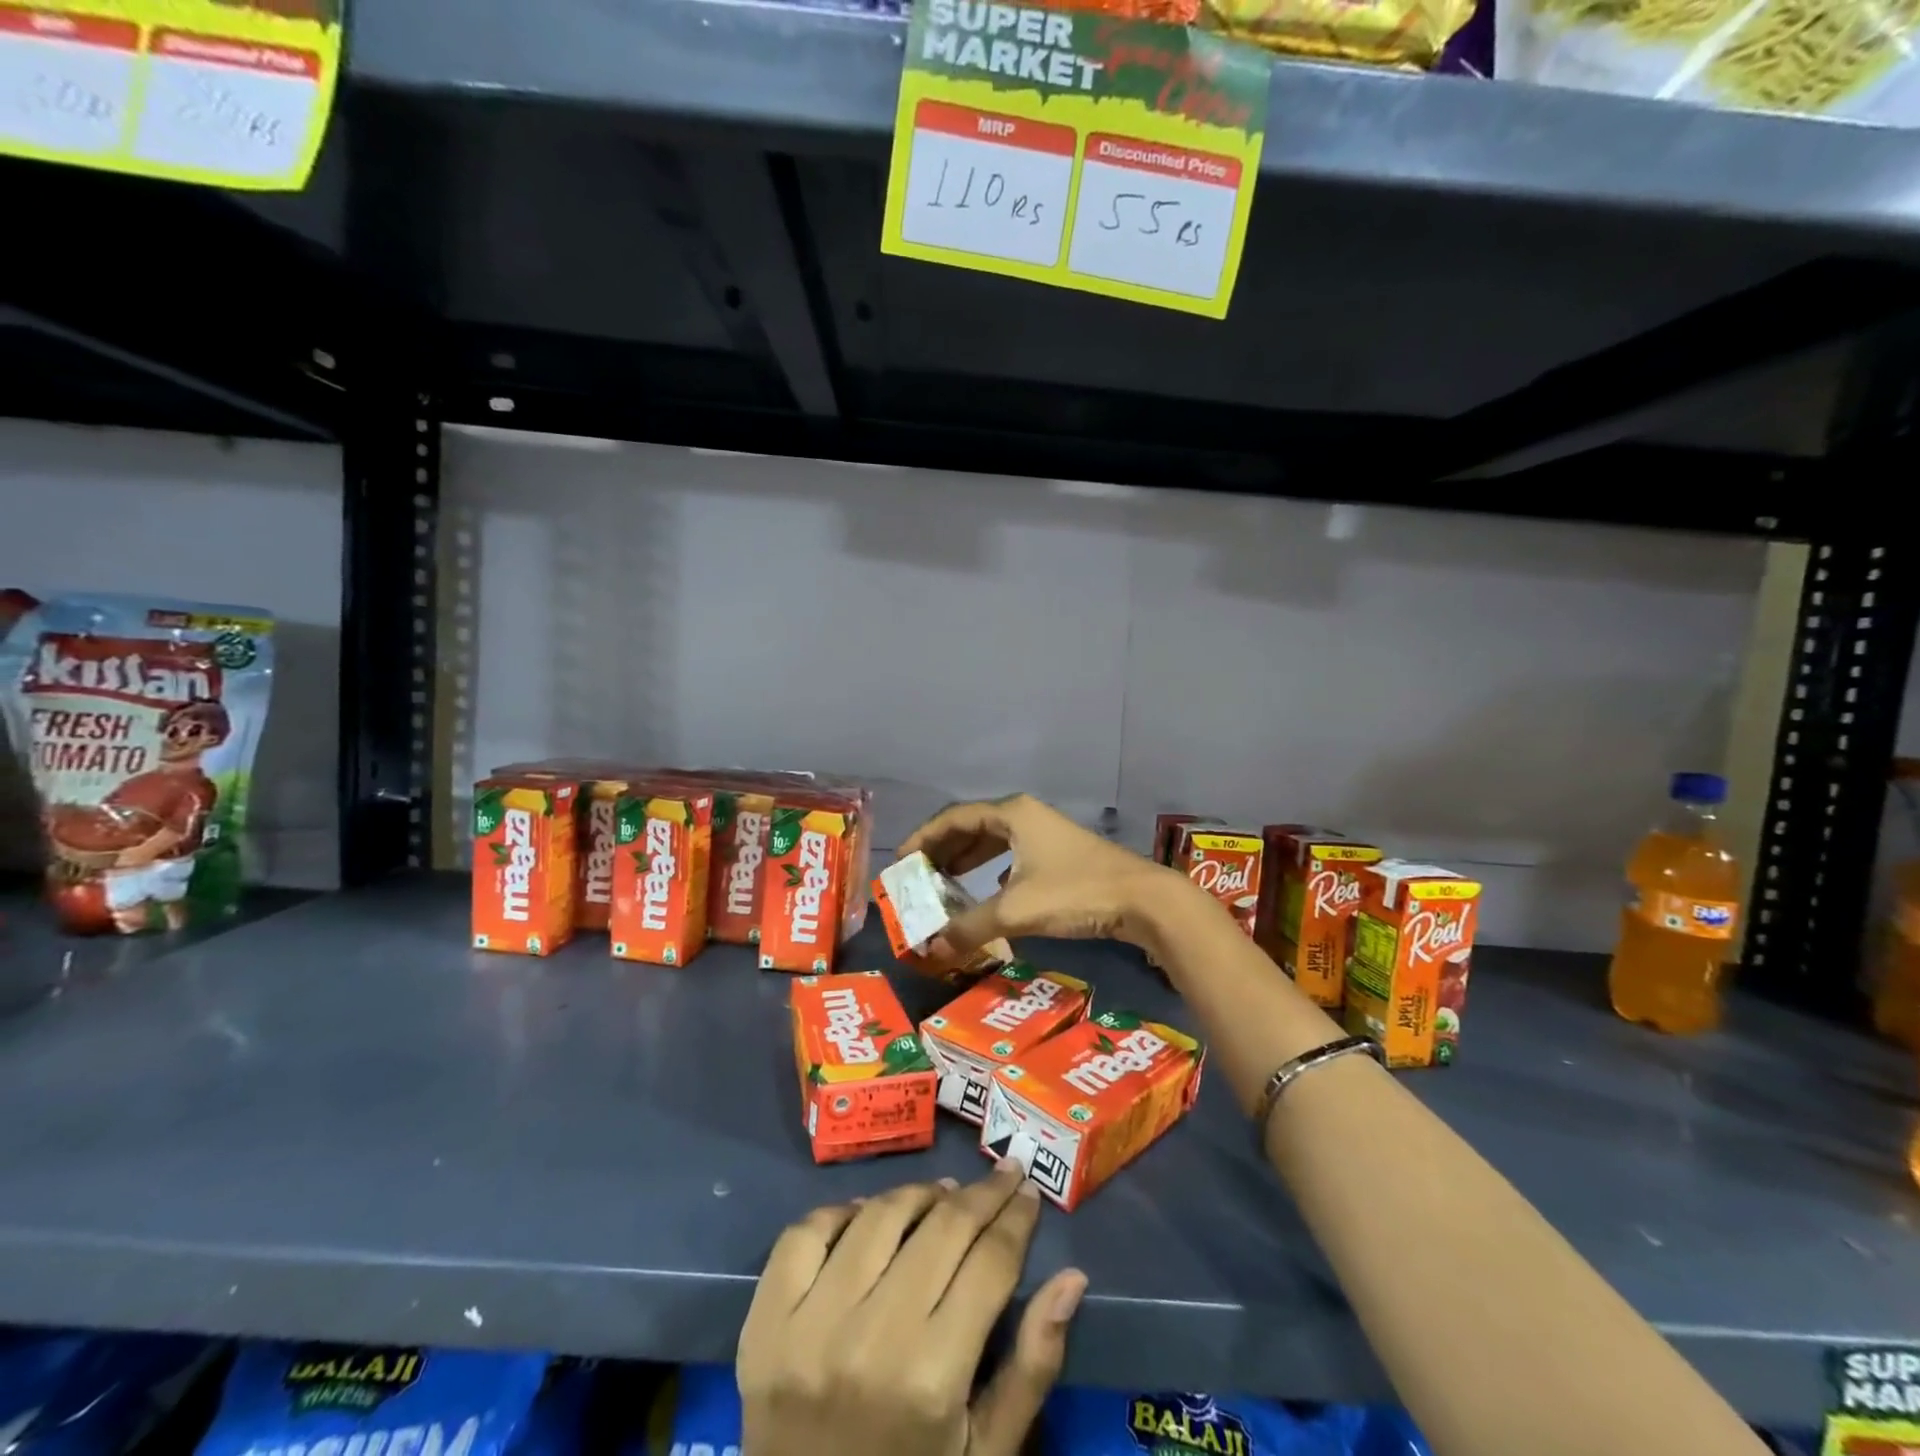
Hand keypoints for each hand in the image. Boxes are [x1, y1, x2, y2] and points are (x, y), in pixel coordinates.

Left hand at [738, 1166, 1086, 1455]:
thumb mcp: (987, 1453)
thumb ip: (1033, 1368)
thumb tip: (1072, 1278)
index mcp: (932, 1381)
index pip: (989, 1263)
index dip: (1016, 1217)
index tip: (1029, 1190)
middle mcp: (870, 1342)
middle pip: (940, 1229)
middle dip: (982, 1194)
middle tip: (1002, 1176)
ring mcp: (808, 1327)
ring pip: (878, 1216)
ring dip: (919, 1195)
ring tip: (944, 1195)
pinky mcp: (763, 1323)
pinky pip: (805, 1233)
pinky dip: (843, 1212)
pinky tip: (869, 1216)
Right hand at [898, 794, 1185, 957]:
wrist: (1143, 900)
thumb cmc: (1076, 892)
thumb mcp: (1016, 910)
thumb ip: (969, 927)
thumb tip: (930, 947)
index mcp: (1011, 813)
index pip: (953, 818)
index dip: (923, 838)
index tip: (901, 862)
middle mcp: (1025, 816)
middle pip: (971, 826)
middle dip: (942, 851)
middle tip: (917, 877)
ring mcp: (1044, 834)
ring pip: (993, 841)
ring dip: (966, 861)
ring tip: (942, 884)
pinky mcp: (1058, 855)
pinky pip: (1011, 855)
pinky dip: (990, 871)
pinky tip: (984, 894)